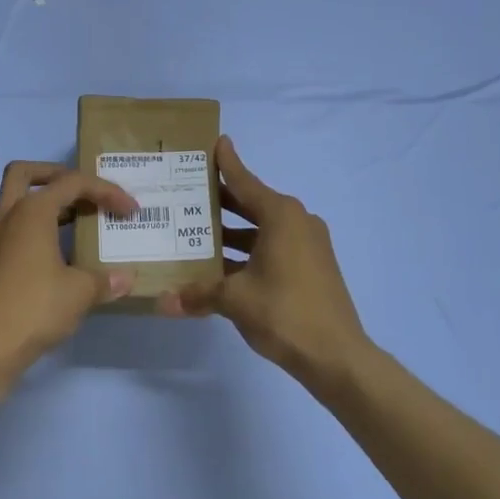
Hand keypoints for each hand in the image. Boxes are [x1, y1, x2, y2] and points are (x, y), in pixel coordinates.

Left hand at [0, 162, 137, 367]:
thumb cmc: (36, 307)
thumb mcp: (80, 292)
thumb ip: (105, 279)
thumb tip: (125, 278)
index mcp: (31, 212)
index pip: (72, 183)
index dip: (106, 191)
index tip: (130, 211)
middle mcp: (8, 218)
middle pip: (24, 174)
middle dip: (56, 175)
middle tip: (83, 193)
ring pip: (17, 205)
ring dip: (47, 207)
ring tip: (78, 225)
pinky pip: (14, 233)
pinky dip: (36, 234)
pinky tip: (58, 259)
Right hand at [157, 136, 373, 390]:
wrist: (337, 356)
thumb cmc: (284, 312)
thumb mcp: (234, 299)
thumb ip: (198, 294)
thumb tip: (162, 302)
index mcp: (281, 216)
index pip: (245, 181)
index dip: (227, 163)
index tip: (215, 142)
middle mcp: (297, 222)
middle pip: (252, 203)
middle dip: (222, 201)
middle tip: (187, 194)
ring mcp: (308, 246)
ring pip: (262, 229)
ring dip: (233, 232)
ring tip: (196, 234)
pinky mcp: (312, 267)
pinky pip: (273, 248)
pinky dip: (249, 251)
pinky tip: (222, 267)